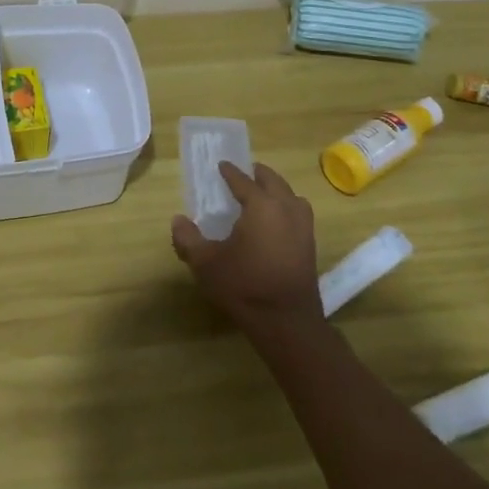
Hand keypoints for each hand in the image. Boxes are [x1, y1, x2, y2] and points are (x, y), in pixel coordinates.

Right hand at [170, 161, 322, 331]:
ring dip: (276, 190)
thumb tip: (178, 220)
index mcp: (261, 205)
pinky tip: (276, 221)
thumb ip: (188, 239)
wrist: (286, 322)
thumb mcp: (206, 263)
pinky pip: (298, 213)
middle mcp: (286, 208)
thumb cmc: (244, 286)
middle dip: (257, 174)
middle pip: (273, 181)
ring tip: (262, 194)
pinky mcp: (310, 245)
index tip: (221, 165)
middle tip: (244, 173)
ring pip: (291, 196)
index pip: (243, 180)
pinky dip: (287, 207)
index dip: (230, 172)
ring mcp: (303, 227)